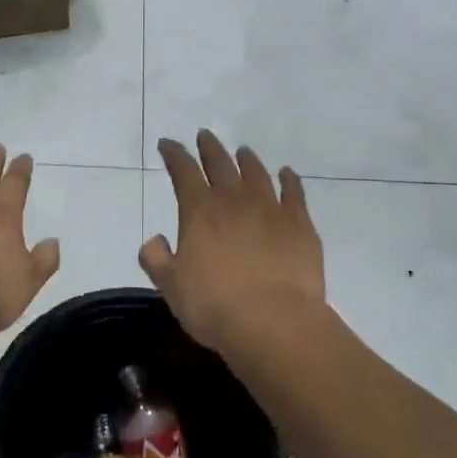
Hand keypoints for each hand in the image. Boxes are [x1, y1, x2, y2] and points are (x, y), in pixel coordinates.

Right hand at [140, 130, 325, 354]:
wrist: (273, 322)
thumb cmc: (213, 305)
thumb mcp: (170, 285)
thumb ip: (157, 258)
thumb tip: (155, 239)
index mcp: (200, 210)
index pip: (183, 171)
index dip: (174, 154)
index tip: (168, 144)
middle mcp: (234, 200)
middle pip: (220, 164)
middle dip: (209, 148)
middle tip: (205, 135)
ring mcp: (271, 208)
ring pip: (256, 173)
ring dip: (247, 159)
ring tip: (242, 151)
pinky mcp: (300, 224)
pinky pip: (293, 192)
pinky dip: (288, 179)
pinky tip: (286, 174)